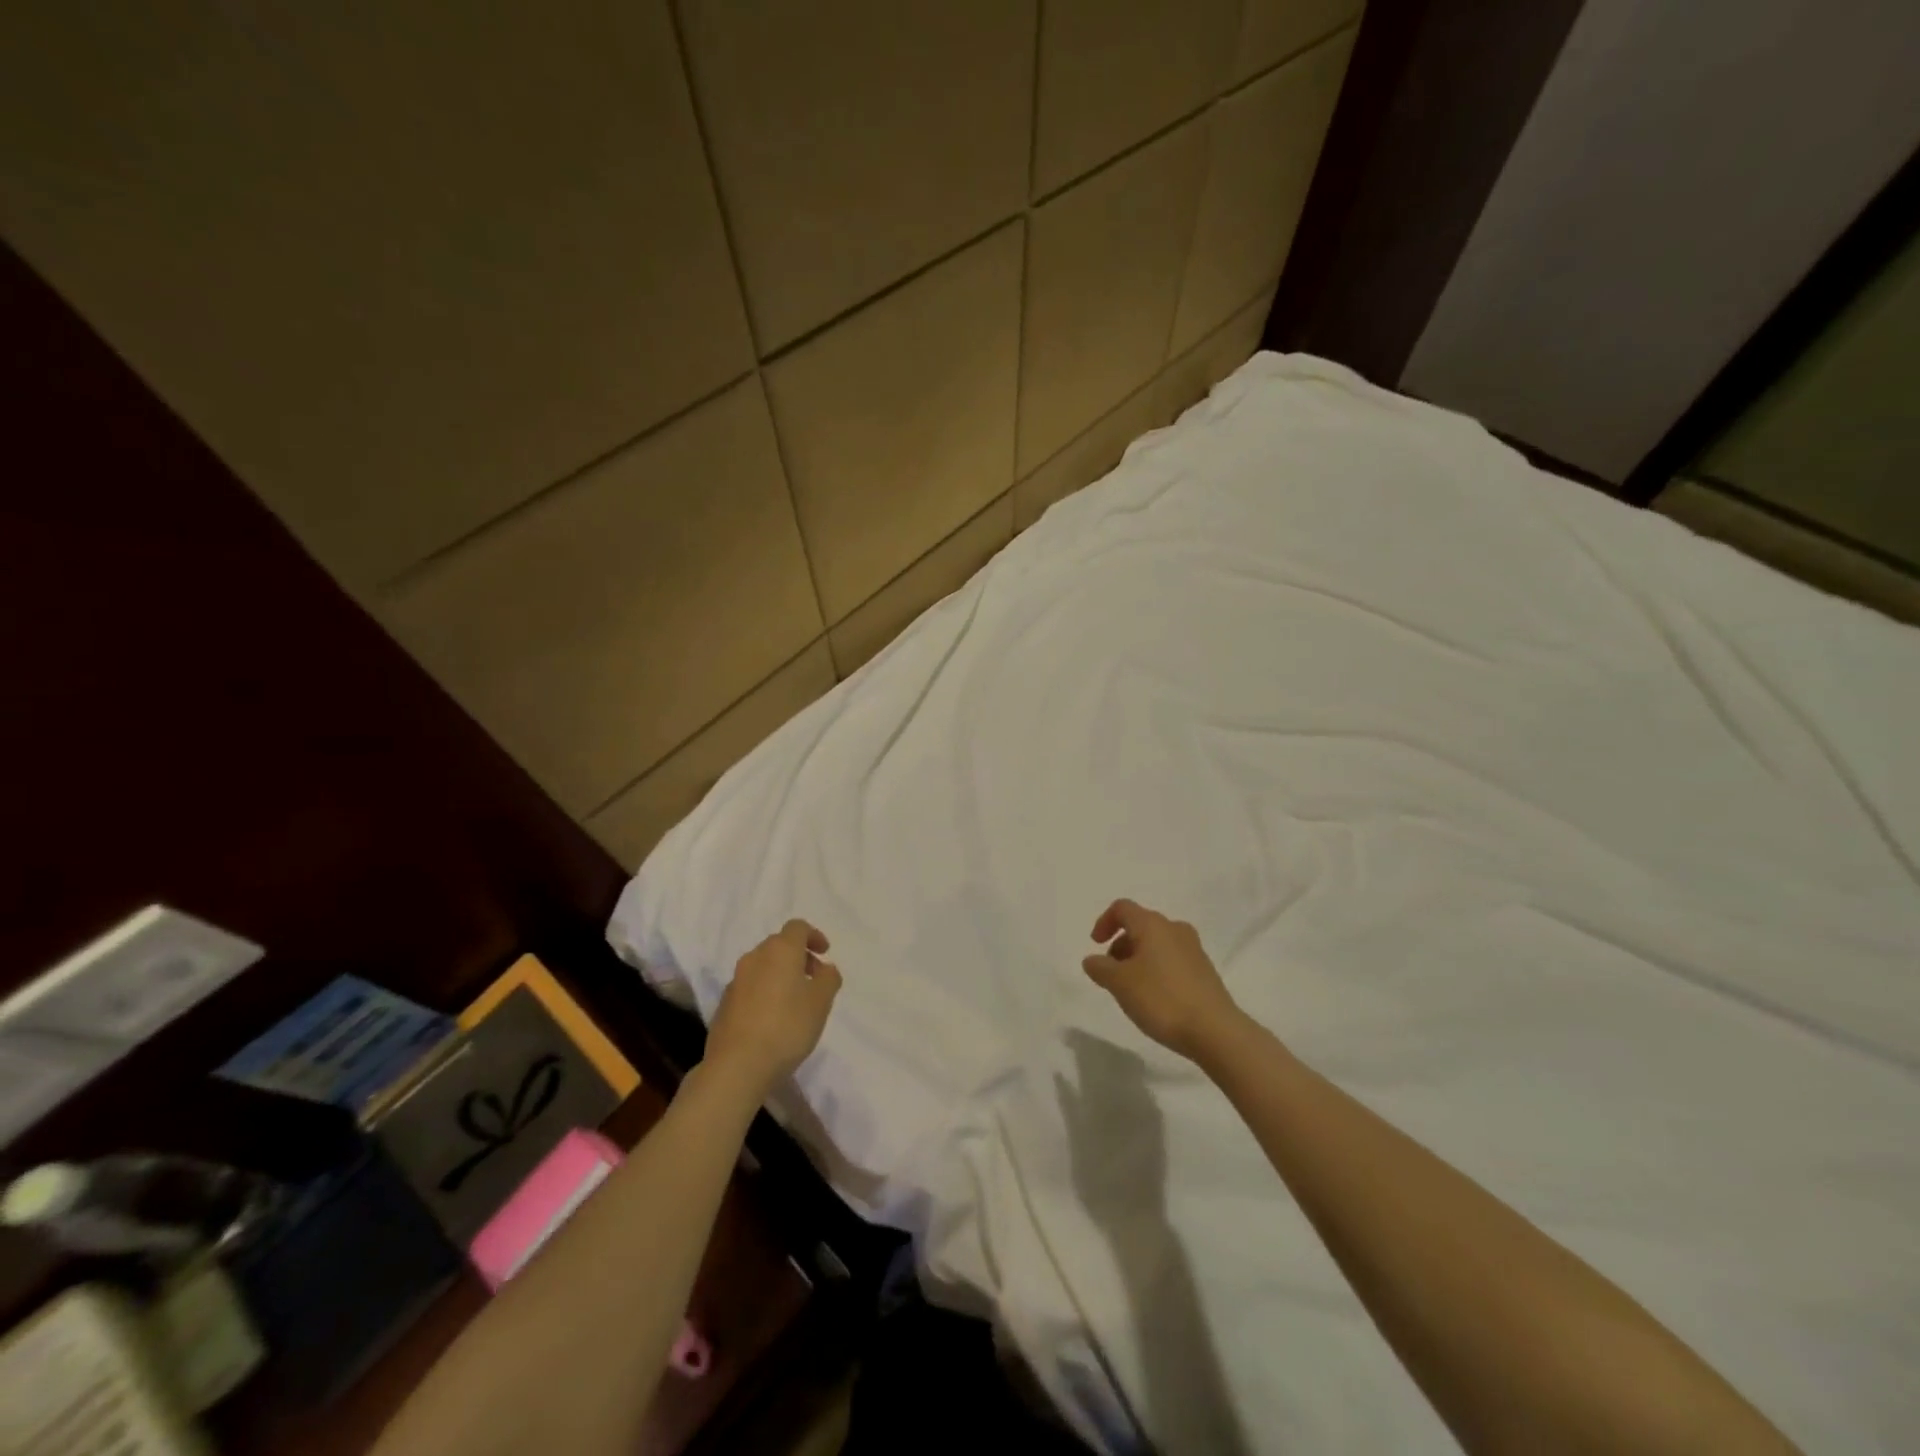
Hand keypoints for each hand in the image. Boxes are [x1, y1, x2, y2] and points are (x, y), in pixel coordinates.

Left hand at [704, 919, 840, 1098]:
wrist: (737, 1066)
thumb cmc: (787, 1027)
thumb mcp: (821, 1002)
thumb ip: (828, 978)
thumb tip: (824, 968)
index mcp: (780, 950)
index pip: (797, 927)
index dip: (814, 936)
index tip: (825, 954)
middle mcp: (755, 958)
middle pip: (779, 945)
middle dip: (798, 956)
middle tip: (814, 978)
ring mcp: (736, 981)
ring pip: (763, 967)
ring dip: (780, 975)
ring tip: (795, 1002)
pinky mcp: (724, 1004)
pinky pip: (750, 987)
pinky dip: (765, 992)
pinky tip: (773, 1019)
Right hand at [1083, 899, 1242, 1059]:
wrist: (1215, 1031)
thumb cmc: (1161, 999)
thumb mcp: (1120, 984)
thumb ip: (1100, 968)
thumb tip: (1092, 960)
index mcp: (1153, 925)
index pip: (1122, 908)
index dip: (1104, 922)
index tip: (1096, 946)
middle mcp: (1175, 929)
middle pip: (1140, 925)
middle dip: (1120, 945)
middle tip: (1112, 973)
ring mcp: (1194, 949)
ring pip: (1157, 944)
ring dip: (1138, 959)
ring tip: (1131, 989)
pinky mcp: (1204, 970)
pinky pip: (1172, 960)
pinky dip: (1156, 969)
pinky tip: (1155, 997)